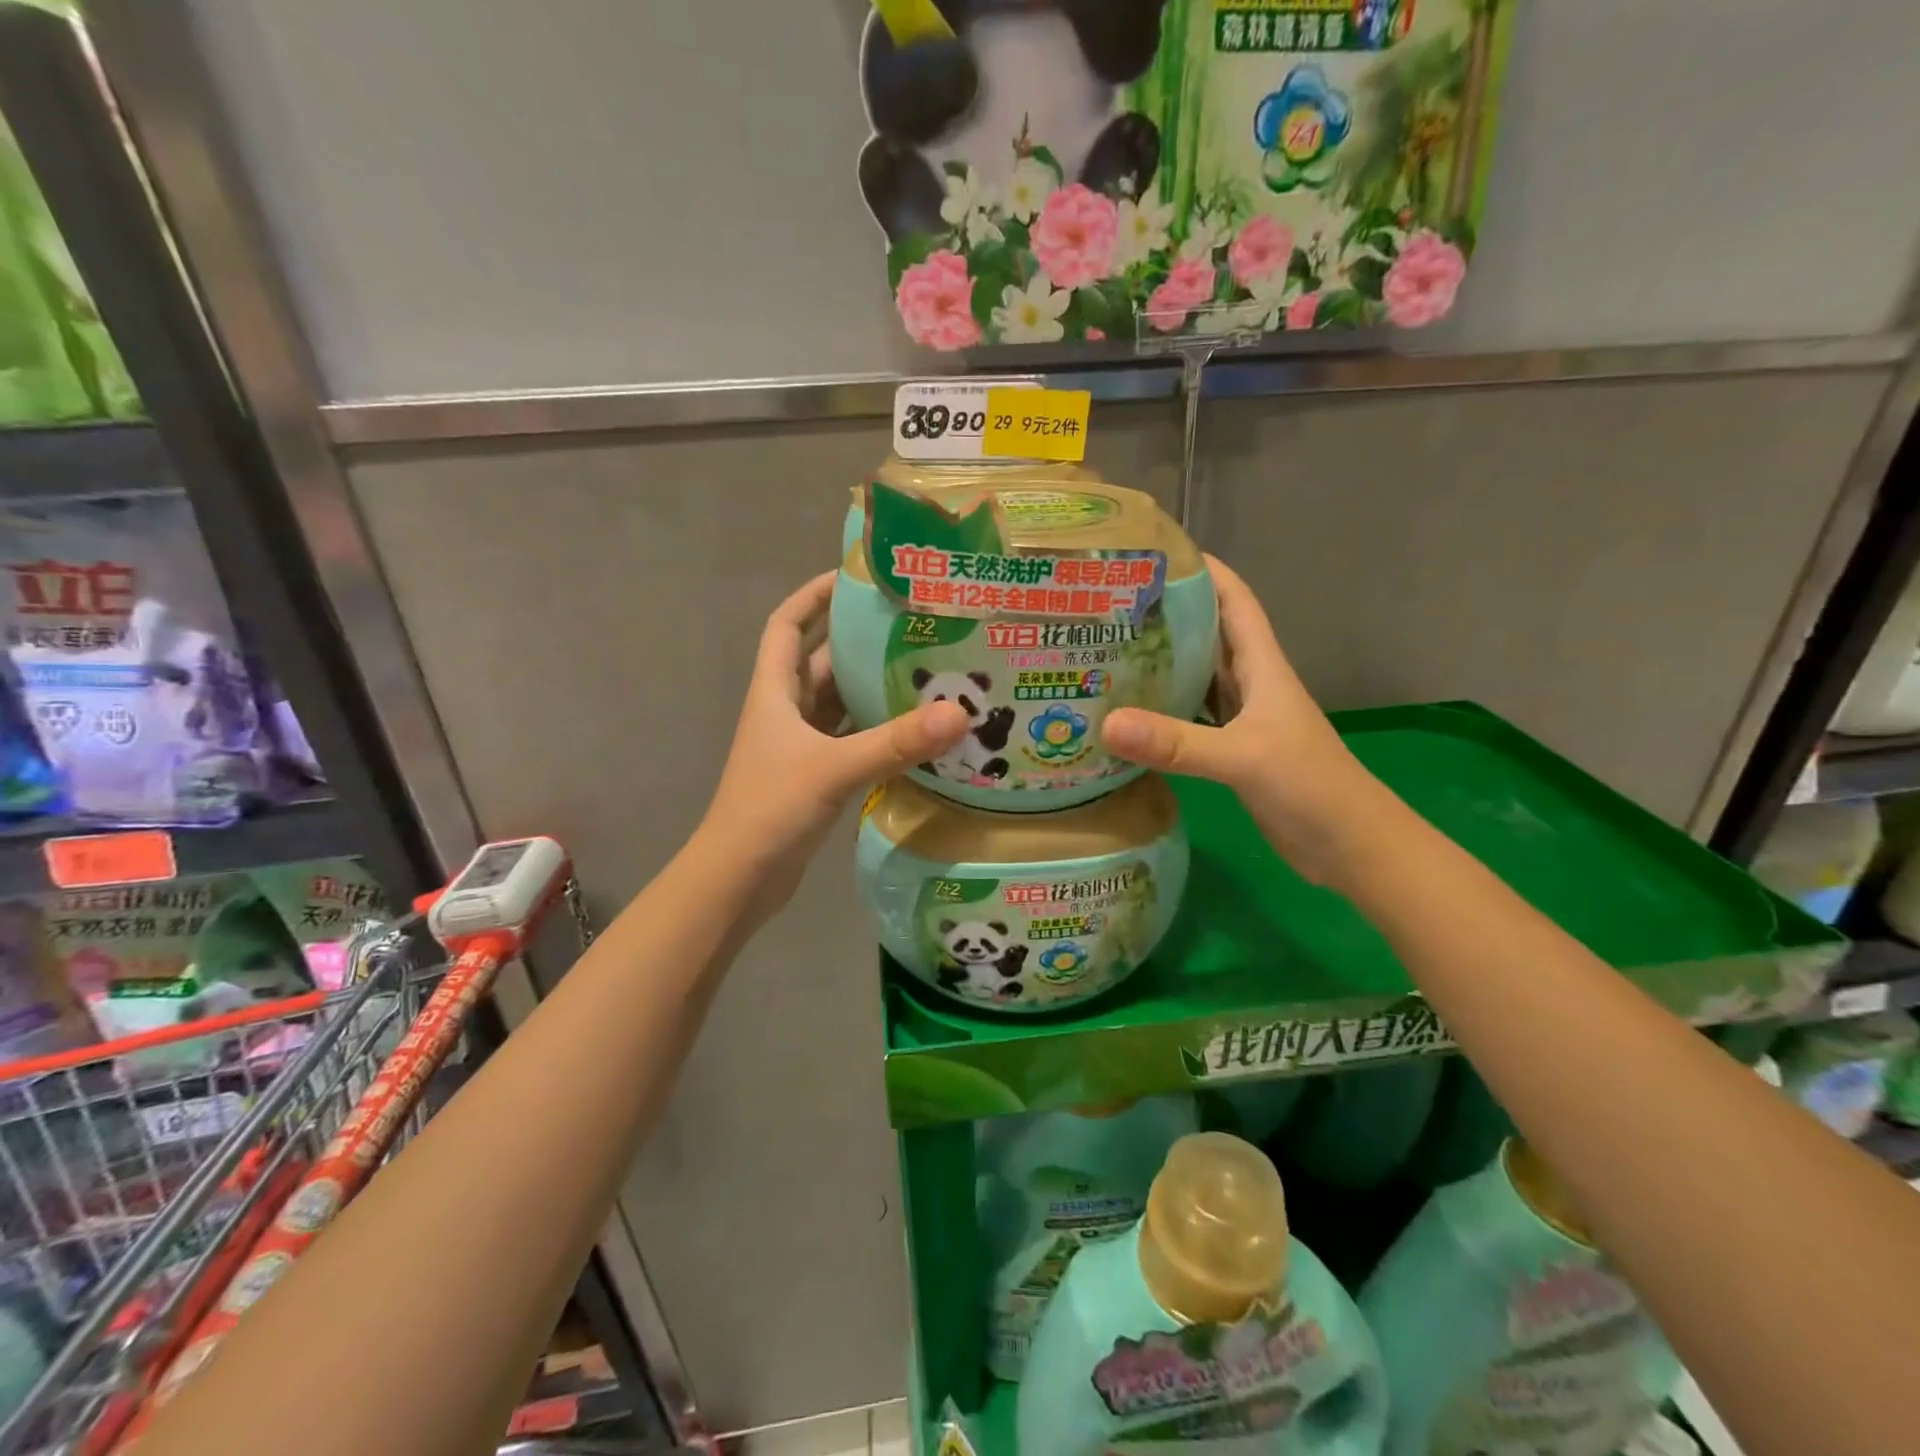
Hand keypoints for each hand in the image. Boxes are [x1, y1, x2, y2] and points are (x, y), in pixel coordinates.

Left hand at [698, 572, 967, 921]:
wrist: (738, 880)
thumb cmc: (771, 810)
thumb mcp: (834, 768)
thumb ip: (895, 743)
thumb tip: (959, 713)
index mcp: (775, 692)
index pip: (787, 625)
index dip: (812, 596)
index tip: (851, 576)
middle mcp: (785, 711)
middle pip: (823, 662)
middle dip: (860, 642)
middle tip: (914, 626)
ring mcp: (799, 746)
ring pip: (840, 703)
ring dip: (873, 688)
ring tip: (926, 671)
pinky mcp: (815, 777)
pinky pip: (851, 740)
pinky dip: (878, 732)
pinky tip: (915, 732)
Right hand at [1100, 556, 1384, 882]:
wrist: (1351, 848)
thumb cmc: (1310, 787)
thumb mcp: (1243, 758)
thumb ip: (1177, 743)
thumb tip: (1106, 723)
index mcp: (1262, 667)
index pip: (1234, 601)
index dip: (1203, 570)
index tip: (1156, 552)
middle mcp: (1251, 684)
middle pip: (1208, 634)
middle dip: (1167, 614)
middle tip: (1110, 604)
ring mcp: (1241, 720)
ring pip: (1196, 677)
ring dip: (1161, 663)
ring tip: (1107, 651)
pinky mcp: (1231, 752)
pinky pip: (1189, 719)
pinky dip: (1161, 713)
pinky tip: (1128, 716)